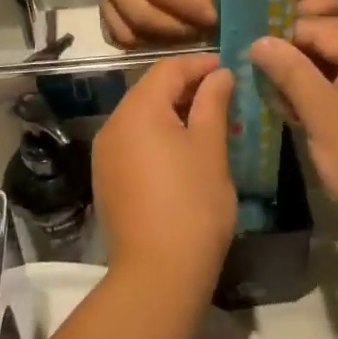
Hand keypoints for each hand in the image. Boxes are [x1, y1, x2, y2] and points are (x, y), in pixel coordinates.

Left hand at [92, 54, 237, 290]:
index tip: (231, 68)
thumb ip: (213, 102)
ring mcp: (106, 154)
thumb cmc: (192, 203)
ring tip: (211, 121)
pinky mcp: (108, 179)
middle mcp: (113, 125)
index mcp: (137, 110)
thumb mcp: (210, 146)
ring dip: (175, 112)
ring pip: (143, 117)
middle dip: (188, 87)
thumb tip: (220, 74)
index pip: (168, 69)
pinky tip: (186, 151)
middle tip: (226, 93)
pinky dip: (160, 136)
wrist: (158, 274)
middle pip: (151, 90)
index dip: (201, 64)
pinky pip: (136, 142)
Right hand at [95, 0, 215, 47]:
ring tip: (185, 33)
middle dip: (178, 29)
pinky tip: (163, 34)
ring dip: (159, 40)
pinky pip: (116, 31)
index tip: (216, 18)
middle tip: (204, 30)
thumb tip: (207, 6)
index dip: (190, 8)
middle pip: (143, 16)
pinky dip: (140, 40)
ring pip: (127, 31)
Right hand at [250, 19, 337, 233]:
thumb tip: (260, 40)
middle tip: (260, 70)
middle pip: (332, 42)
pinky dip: (324, 93)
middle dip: (295, 54)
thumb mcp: (320, 111)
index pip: (319, 27)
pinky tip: (299, 112)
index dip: (282, 36)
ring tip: (275, 95)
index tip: (249, 50)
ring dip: (307, 76)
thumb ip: (289, 70)